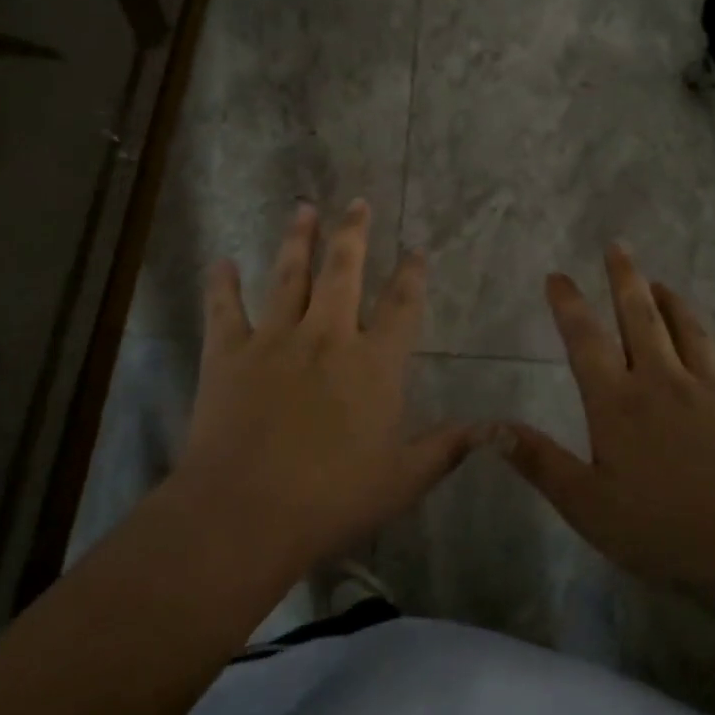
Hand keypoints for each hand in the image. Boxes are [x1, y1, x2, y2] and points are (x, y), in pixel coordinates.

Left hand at [172, 199, 477, 572]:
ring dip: (297, 239)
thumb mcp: (402, 480)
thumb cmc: (331, 500)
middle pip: (344, 270)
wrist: (246, 513)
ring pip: (289, 275)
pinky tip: (221, 262)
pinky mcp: (228, 352)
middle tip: (357, 201)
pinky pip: (224, 308)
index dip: (411, 275)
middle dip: (353, 233)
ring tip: (303, 207)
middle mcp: (327, 335)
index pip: (401, 306)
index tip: (415, 250)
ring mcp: (275, 338)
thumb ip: (446, 448)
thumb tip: (494, 430)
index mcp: (373, 363)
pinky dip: (221, 284)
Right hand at [500, 244, 714, 596]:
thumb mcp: (586, 505)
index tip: (557, 275)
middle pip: (641, 318)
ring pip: (692, 332)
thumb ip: (539, 462)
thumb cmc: (661, 530)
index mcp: (618, 402)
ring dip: (675, 303)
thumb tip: (490, 427)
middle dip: (626, 279)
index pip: (586, 340)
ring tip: (663, 283)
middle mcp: (664, 382)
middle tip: (618, 246)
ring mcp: (714, 391)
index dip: (569, 304)